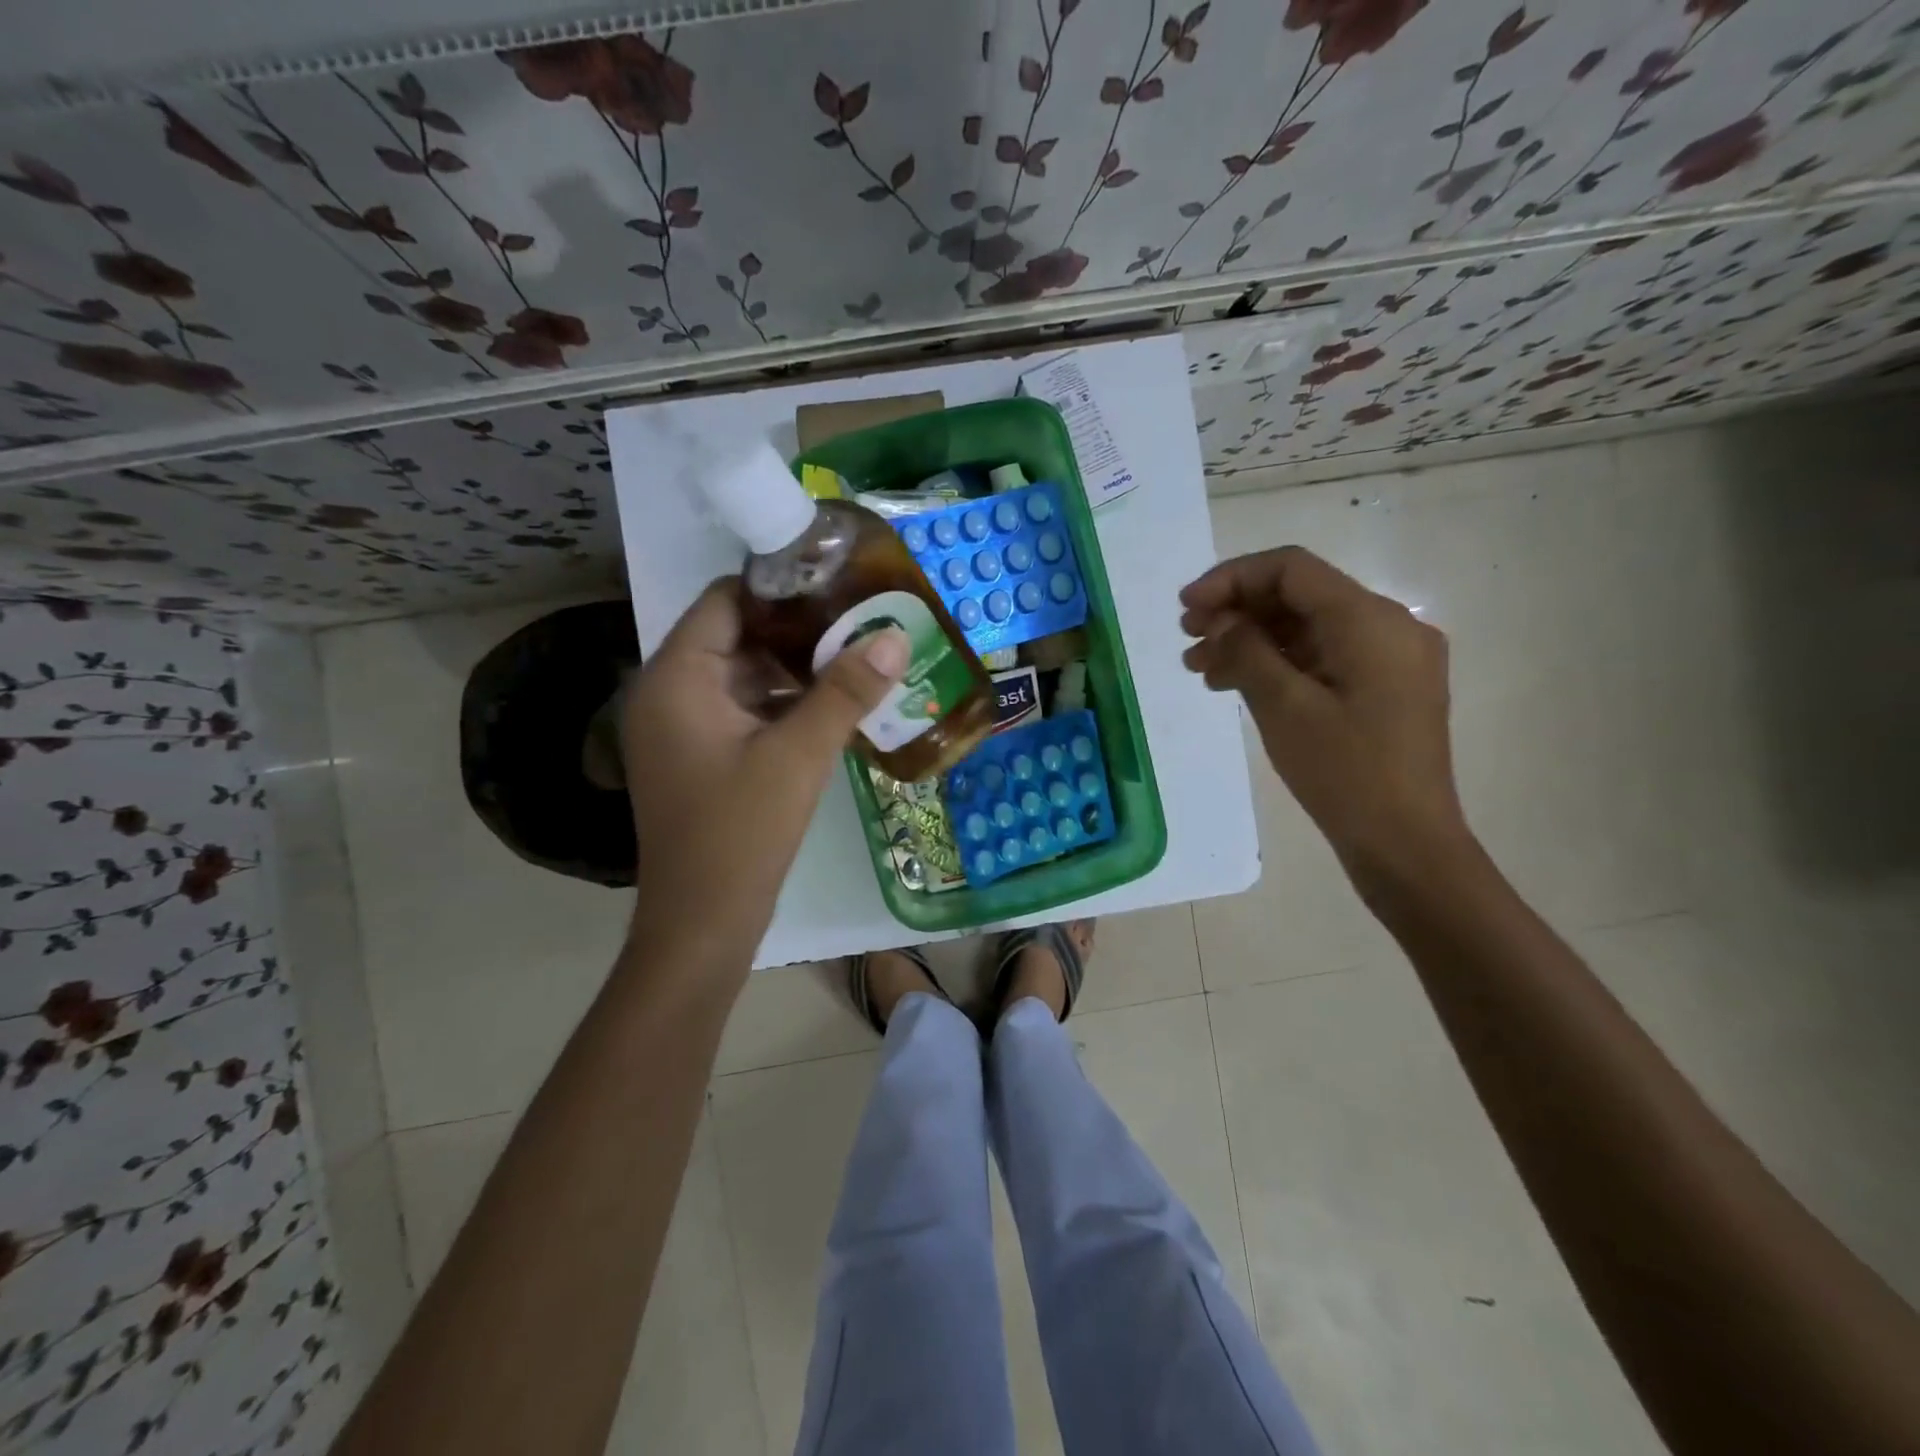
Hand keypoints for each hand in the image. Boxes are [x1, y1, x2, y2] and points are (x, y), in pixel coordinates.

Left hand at [620, 578, 906, 967]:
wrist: (702, 924)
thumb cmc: (741, 831)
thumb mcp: (800, 755)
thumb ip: (846, 691)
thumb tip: (894, 634)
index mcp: (675, 678)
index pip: (725, 600)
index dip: (780, 585)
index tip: (838, 581)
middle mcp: (667, 693)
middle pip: (734, 635)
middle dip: (797, 628)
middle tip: (859, 617)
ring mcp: (681, 728)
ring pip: (742, 675)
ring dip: (794, 668)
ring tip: (856, 655)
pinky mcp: (699, 757)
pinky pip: (742, 710)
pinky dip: (782, 703)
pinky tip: (832, 705)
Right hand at [1180, 546, 1469, 878]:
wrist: (1405, 844)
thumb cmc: (1345, 773)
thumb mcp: (1284, 707)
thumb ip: (1247, 651)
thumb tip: (1221, 621)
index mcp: (1370, 621)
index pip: (1292, 569)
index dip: (1232, 578)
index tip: (1186, 608)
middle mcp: (1388, 627)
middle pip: (1299, 596)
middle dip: (1237, 611)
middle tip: (1187, 639)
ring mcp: (1389, 659)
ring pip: (1306, 629)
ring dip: (1251, 640)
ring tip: (1199, 667)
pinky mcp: (1383, 689)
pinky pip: (1322, 658)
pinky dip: (1277, 663)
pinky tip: (1235, 684)